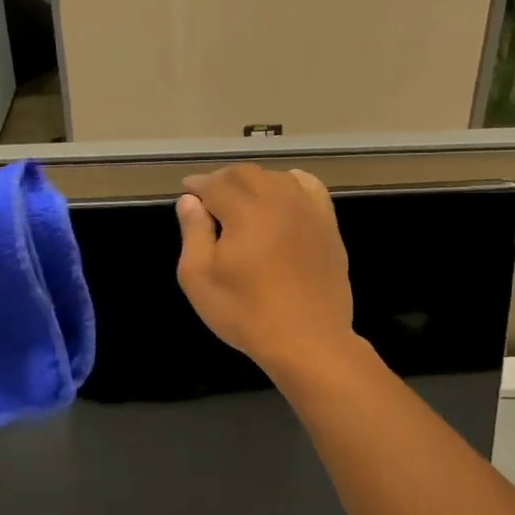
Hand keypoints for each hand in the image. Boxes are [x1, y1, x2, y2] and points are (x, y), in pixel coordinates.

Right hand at [176, 164, 356, 373]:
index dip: (197, 185)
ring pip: (276, 177)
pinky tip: (281, 197)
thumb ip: (192, 233)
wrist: (307, 340)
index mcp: (245, 211)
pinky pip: (309, 187)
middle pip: (245, 174)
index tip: (186, 191)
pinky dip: (290, 183)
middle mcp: (278, 200)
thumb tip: (190, 201)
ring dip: (253, 181)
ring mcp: (308, 210)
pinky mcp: (328, 224)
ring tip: (241, 200)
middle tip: (209, 198)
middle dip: (222, 180)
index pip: (215, 184)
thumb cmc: (245, 313)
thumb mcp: (199, 278)